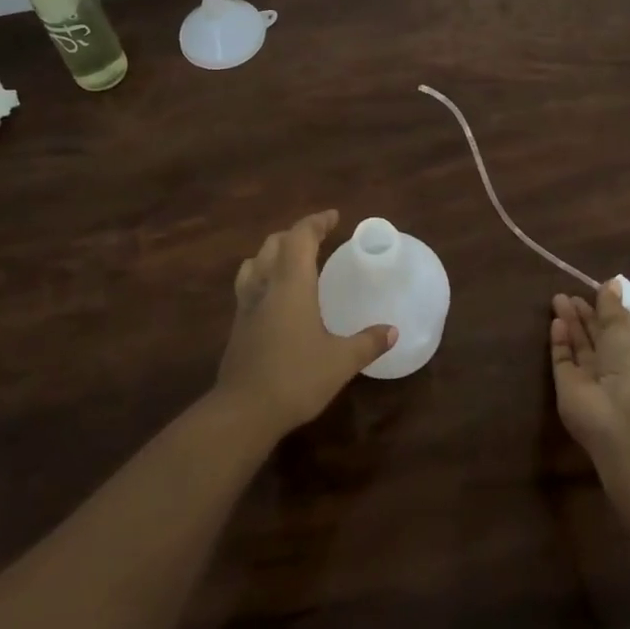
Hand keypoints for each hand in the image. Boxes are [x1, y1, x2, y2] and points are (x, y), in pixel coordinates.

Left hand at [215, 210, 396, 439]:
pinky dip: (263, 275)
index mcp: (291, 283)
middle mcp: (265, 285)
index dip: (316, 222)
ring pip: (256, 261)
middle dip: (296, 234)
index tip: (334, 217)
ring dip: (274, 252)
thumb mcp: (341, 362)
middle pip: (274, 243)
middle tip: (318, 238)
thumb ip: (367, 342)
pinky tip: (275, 297)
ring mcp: (246, 304)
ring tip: (293, 261)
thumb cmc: (296, 378)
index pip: (300, 237)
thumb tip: (392, 331)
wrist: (243, 411)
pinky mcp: (237, 324)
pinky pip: (249, 284)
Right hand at [550, 281, 629, 458]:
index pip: (624, 328)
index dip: (610, 310)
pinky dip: (560, 341)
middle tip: (570, 293)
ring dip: (570, 323)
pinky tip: (556, 322)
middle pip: (599, 336)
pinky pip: (564, 360)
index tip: (596, 290)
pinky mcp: (570, 387)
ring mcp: (593, 379)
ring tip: (558, 299)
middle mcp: (619, 368)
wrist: (624, 418)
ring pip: (580, 346)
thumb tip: (611, 283)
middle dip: (585, 314)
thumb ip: (613, 306)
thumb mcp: (628, 327)